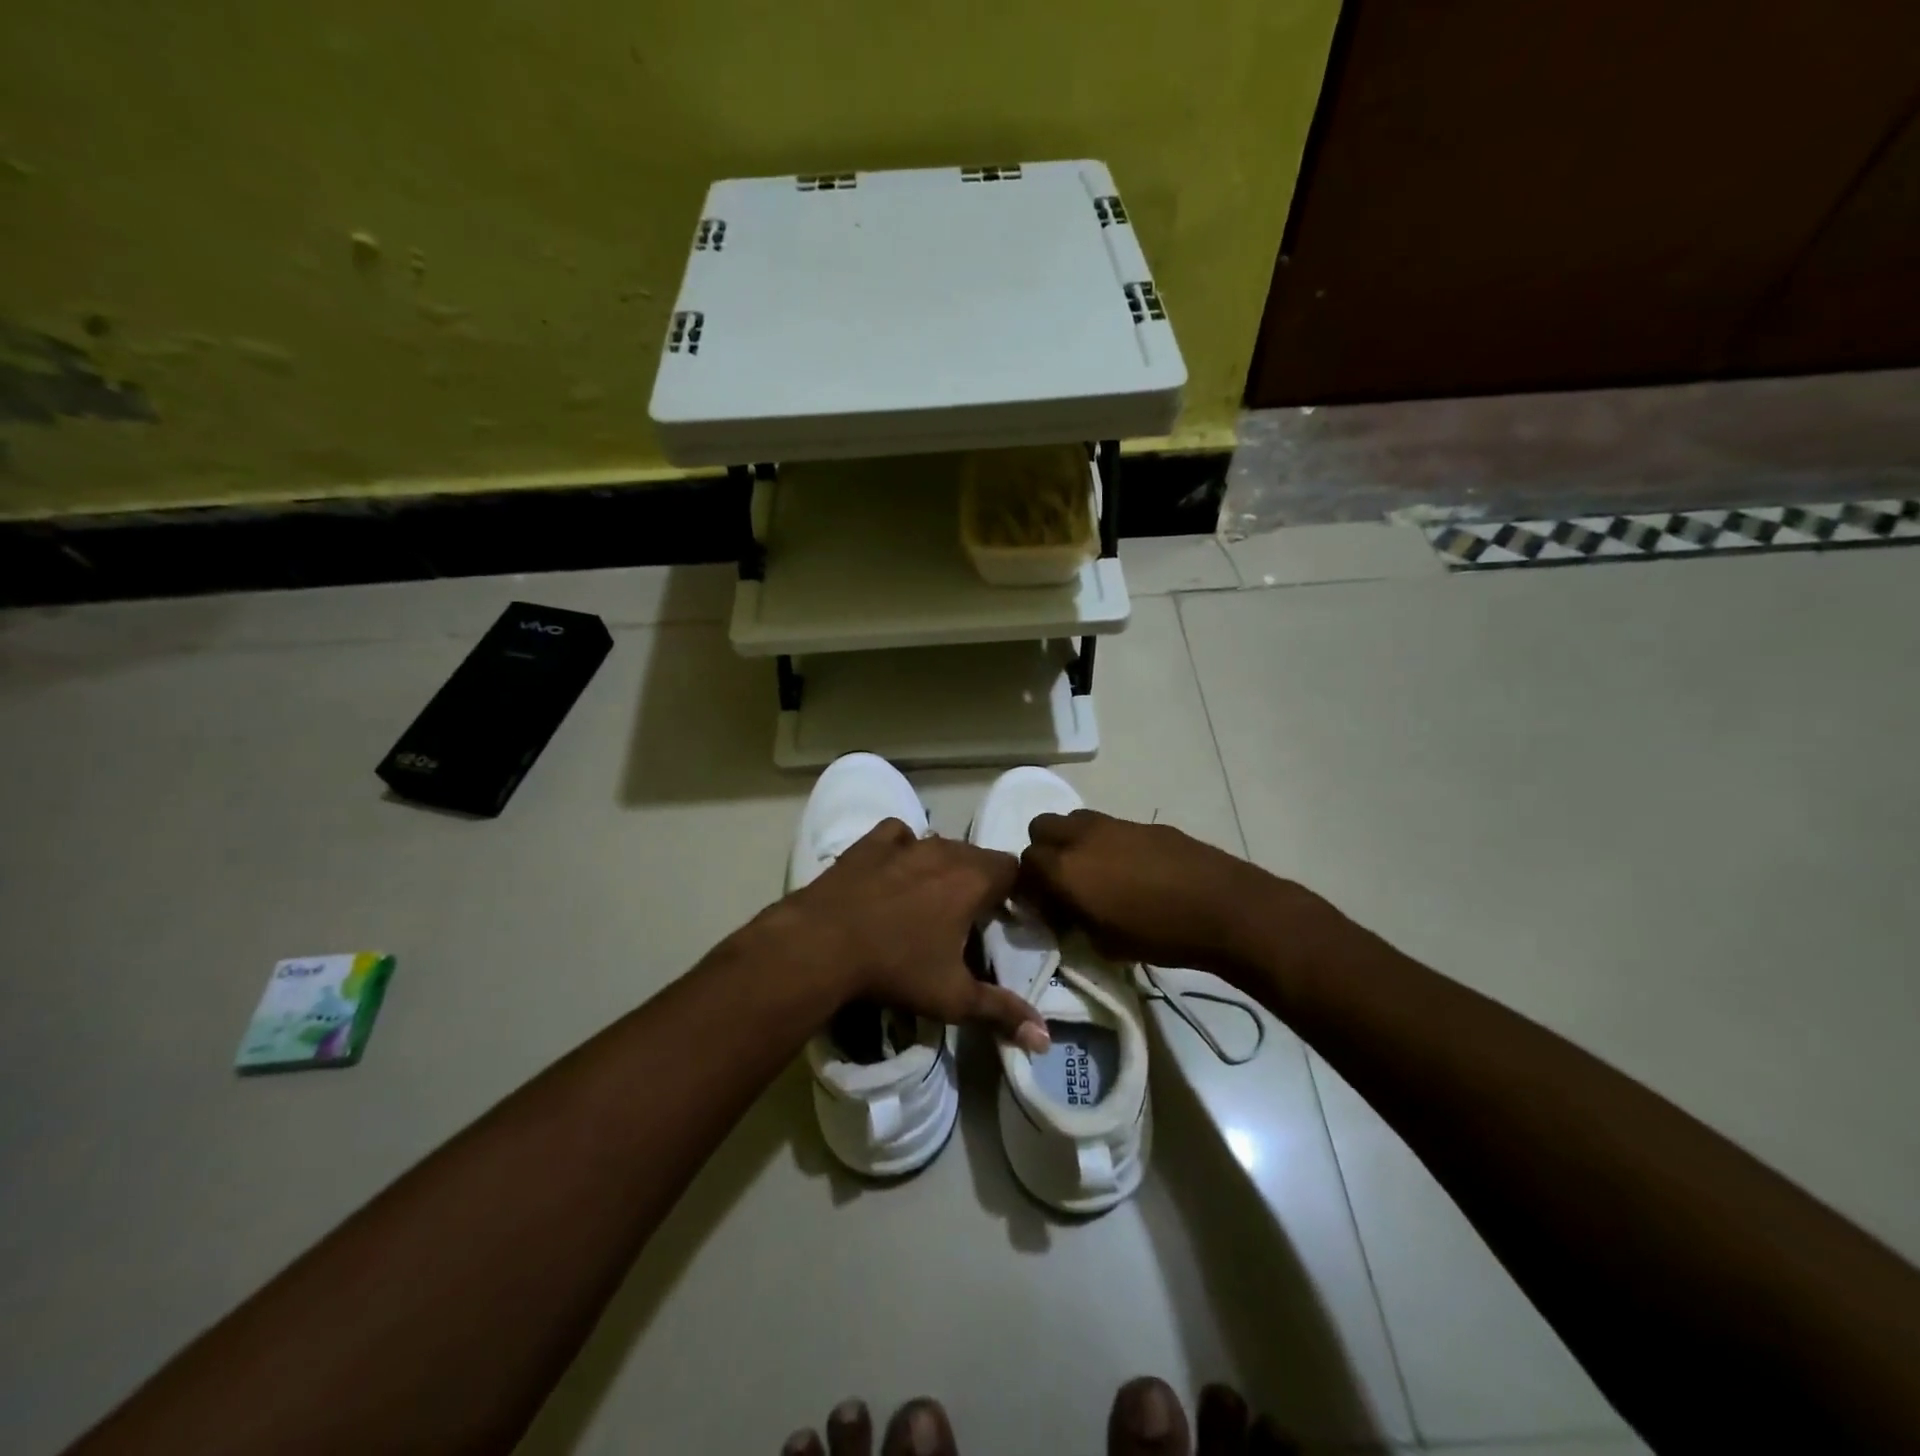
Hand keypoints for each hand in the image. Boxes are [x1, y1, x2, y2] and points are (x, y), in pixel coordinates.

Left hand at [766, 819, 1047, 1050]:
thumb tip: (1044, 1040)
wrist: (822, 944)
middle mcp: (944, 851)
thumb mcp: (953, 997)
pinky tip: (895, 869)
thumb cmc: (896, 968)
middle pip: (978, 856)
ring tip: (933, 897)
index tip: (1007, 915)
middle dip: (981, 880)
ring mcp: (905, 843)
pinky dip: (903, 848)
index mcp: (973, 880)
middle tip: (971, 915)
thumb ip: (1001, 1012)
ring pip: (940, 844)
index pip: (1013, 869)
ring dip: (944, 865)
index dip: (1015, 890)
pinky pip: (899, 835)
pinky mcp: (870, 843)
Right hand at [1017, 810, 1335, 982]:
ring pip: (1075, 820)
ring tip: (1097, 873)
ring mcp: (1114, 824)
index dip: (1030, 886)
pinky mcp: (1144, 823)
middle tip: (1063, 881)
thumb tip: (1066, 910)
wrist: (1222, 908)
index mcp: (1064, 868)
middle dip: (1044, 851)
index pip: (1024, 864)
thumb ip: (1073, 921)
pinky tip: (1134, 871)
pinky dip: (1108, 843)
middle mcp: (1081, 836)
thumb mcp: (1103, 943)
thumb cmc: (1158, 934)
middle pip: (1041, 827)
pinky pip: (1111, 827)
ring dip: (1074, 841)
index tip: (1046, 907)